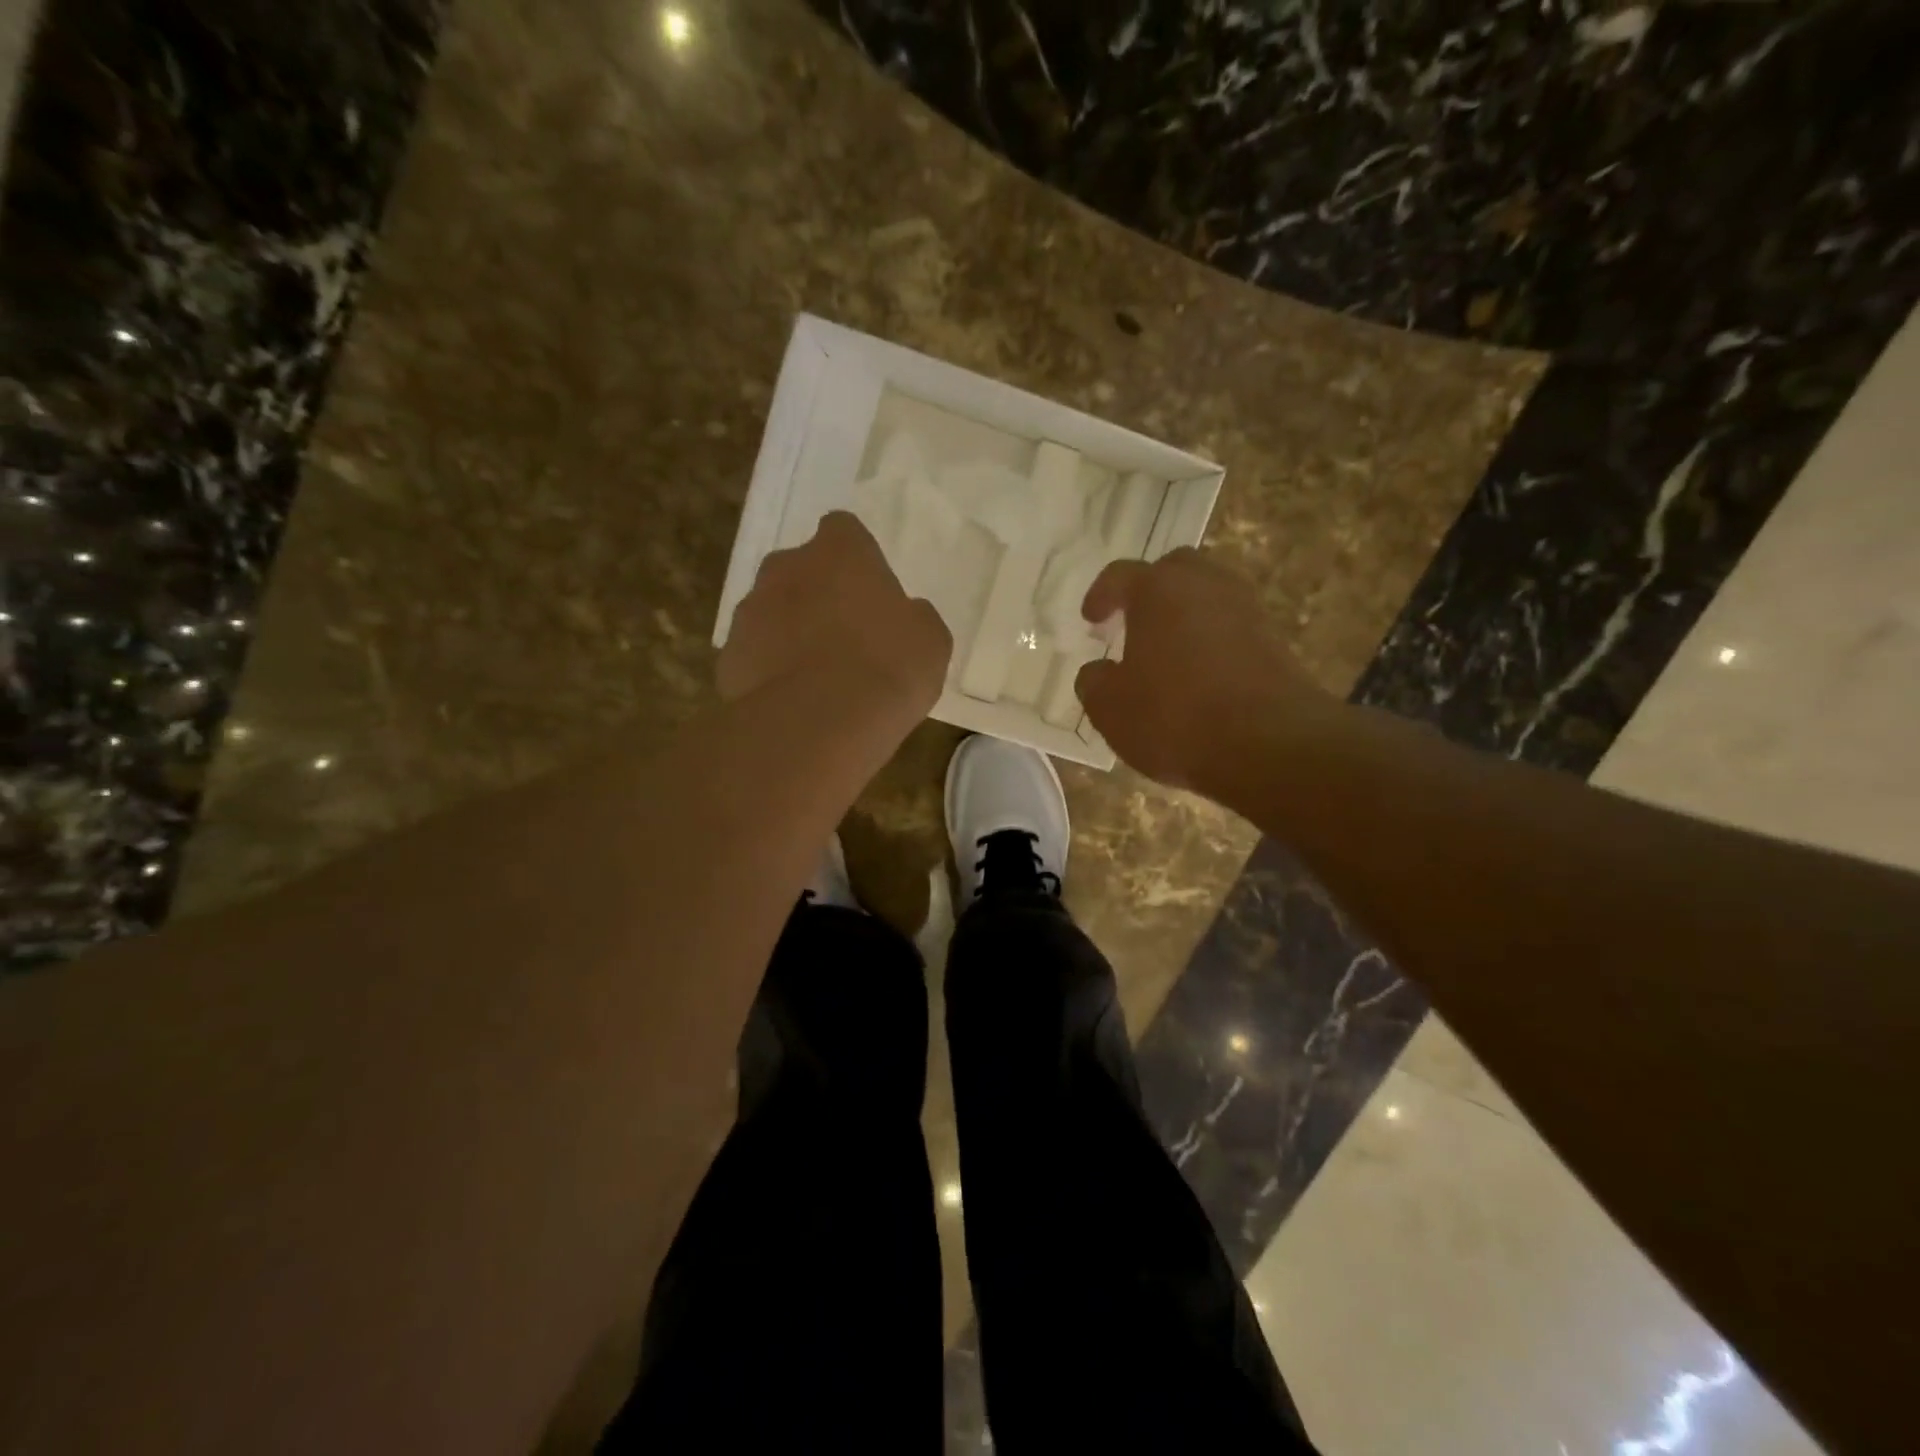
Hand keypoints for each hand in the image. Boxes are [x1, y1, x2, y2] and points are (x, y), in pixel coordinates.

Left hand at [719, 511, 951, 714]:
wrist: (817, 723)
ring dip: (791, 632)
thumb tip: (905, 615)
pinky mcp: (728, 655)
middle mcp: (786, 567)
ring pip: (773, 612)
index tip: (870, 592)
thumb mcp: (929, 641)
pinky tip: (794, 702)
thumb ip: (913, 616)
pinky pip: (754, 655)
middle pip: (801, 570)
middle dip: (818, 594)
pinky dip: (769, 671)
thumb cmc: (885, 668)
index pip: (844, 531)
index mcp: (839, 551)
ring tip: (819, 678)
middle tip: (846, 635)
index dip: (858, 560)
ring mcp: (750, 610)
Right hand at [1074, 548, 1338, 794]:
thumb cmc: (1174, 717)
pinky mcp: (1275, 641)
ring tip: (1167, 651)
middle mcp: (1206, 585)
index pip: (1121, 575)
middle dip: (1151, 591)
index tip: (1091, 619)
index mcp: (1159, 590)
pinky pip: (1232, 628)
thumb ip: (1094, 682)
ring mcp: (1247, 610)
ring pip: (1209, 597)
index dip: (1101, 595)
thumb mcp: (1110, 708)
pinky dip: (1212, 641)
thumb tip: (1098, 671)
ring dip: (1185, 615)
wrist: (1269, 745)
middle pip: (1175, 571)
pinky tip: (1199, 675)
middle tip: (1133, 621)